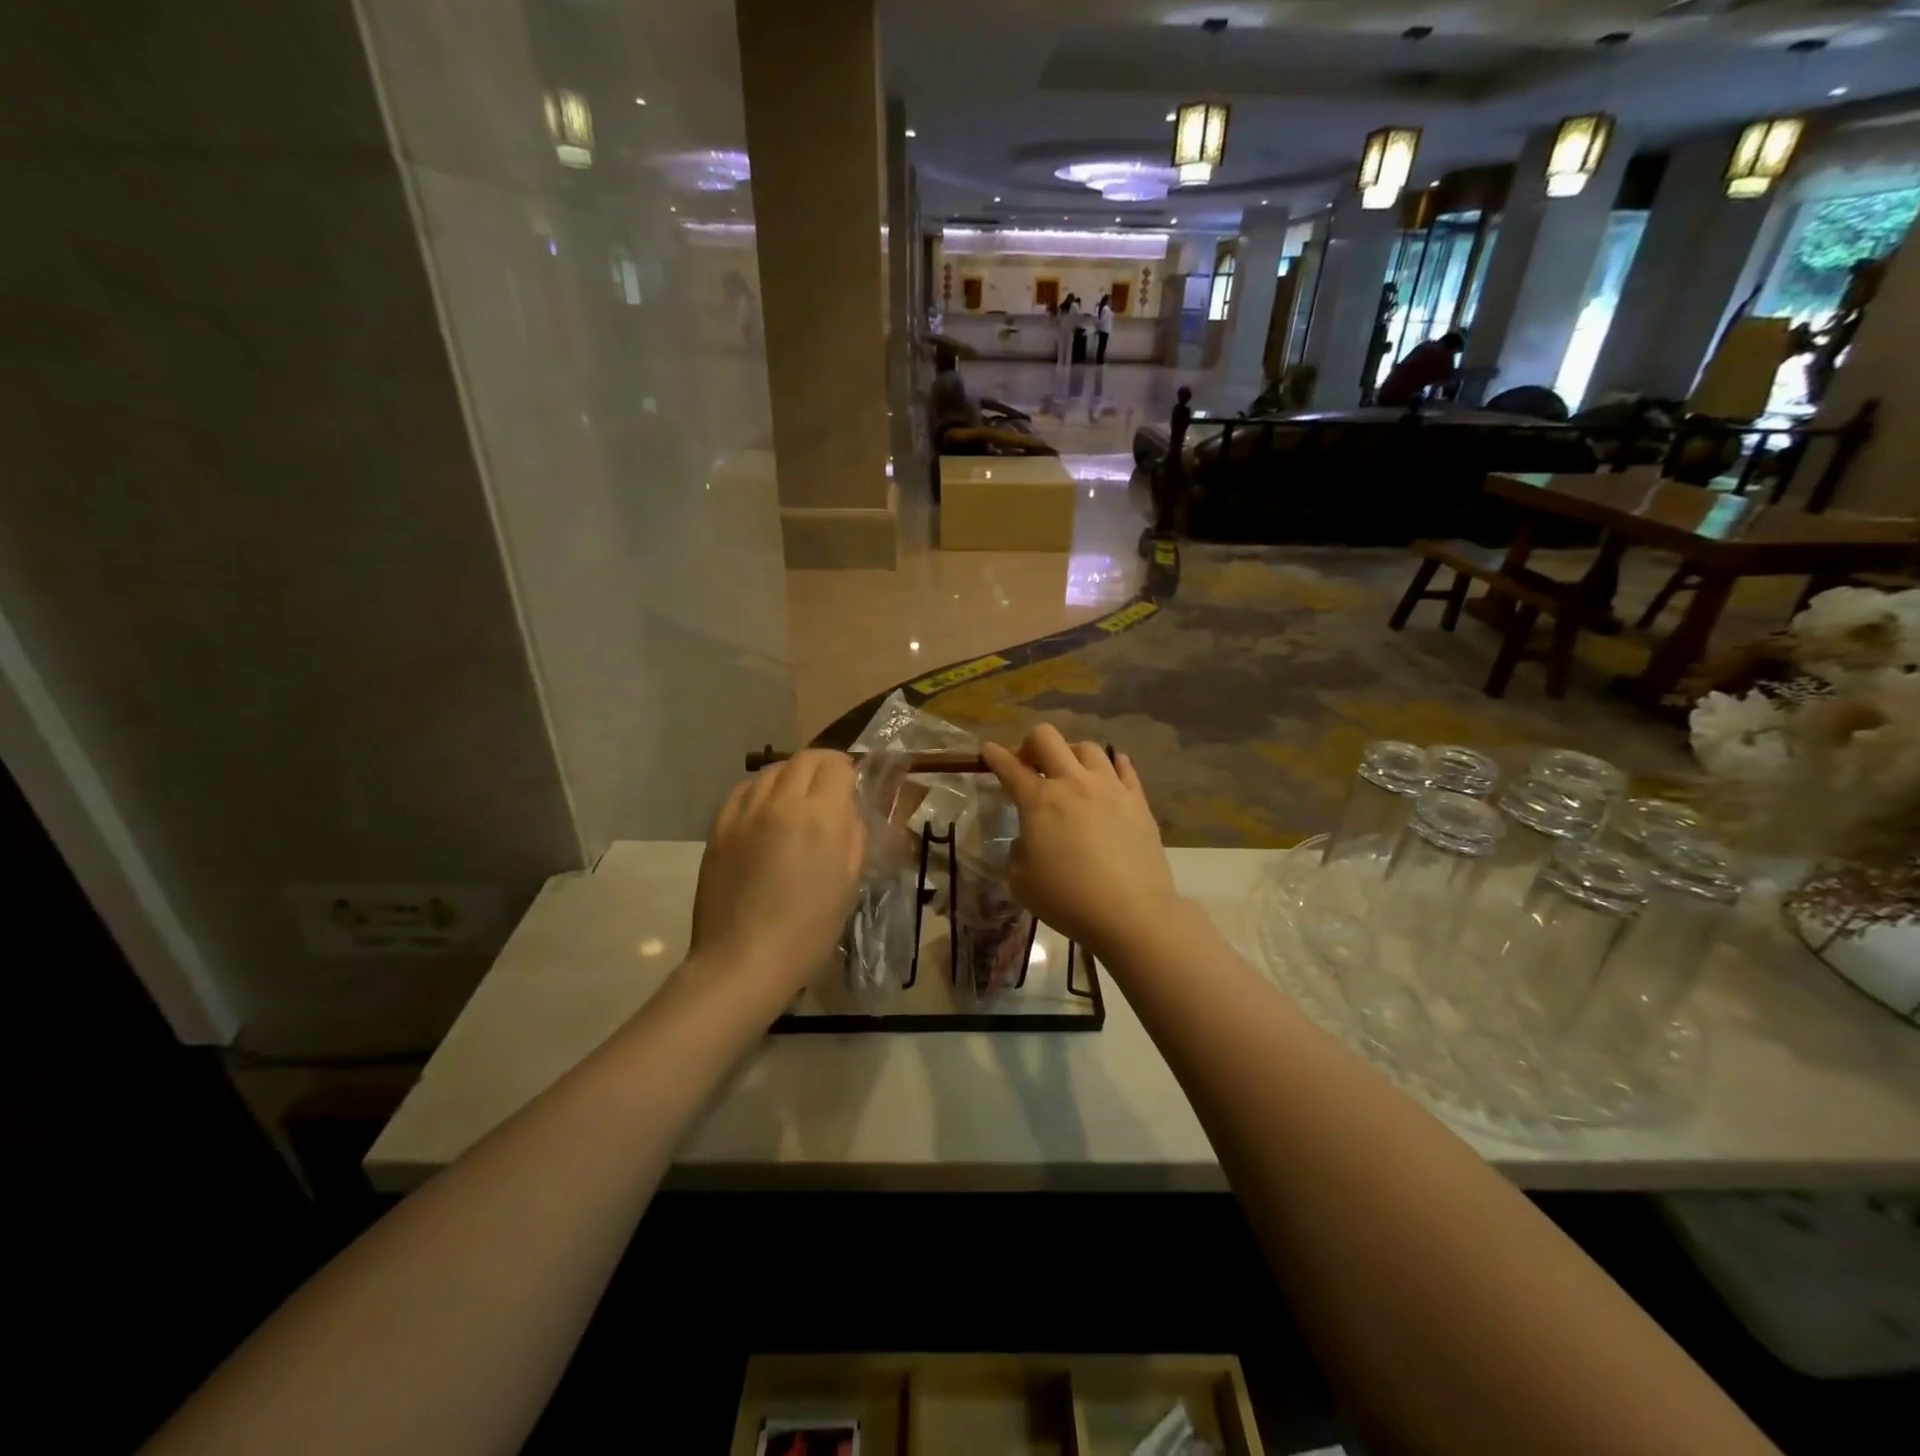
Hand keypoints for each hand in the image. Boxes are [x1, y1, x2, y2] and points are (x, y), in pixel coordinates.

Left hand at [690, 751, 864, 1006]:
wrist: (744, 960)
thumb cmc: (809, 929)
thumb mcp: (850, 882)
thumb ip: (853, 834)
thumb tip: (846, 807)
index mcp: (820, 817)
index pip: (836, 764)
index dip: (847, 770)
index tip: (851, 786)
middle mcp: (781, 802)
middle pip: (804, 759)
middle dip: (822, 766)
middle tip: (829, 789)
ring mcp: (745, 812)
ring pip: (771, 770)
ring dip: (791, 776)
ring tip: (796, 801)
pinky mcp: (719, 827)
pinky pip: (743, 791)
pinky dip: (761, 791)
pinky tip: (765, 813)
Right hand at [981, 725, 1180, 959]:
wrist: (1131, 913)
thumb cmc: (1068, 899)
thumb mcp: (1021, 880)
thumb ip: (1020, 848)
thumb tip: (1033, 836)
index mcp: (1039, 800)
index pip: (1009, 766)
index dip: (994, 755)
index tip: (988, 750)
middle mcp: (1073, 782)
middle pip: (1047, 738)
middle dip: (1030, 744)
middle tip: (1029, 765)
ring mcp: (1109, 787)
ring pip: (1087, 747)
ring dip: (1070, 755)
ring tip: (1070, 774)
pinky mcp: (1138, 799)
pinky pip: (1124, 766)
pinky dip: (1110, 765)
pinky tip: (1107, 775)